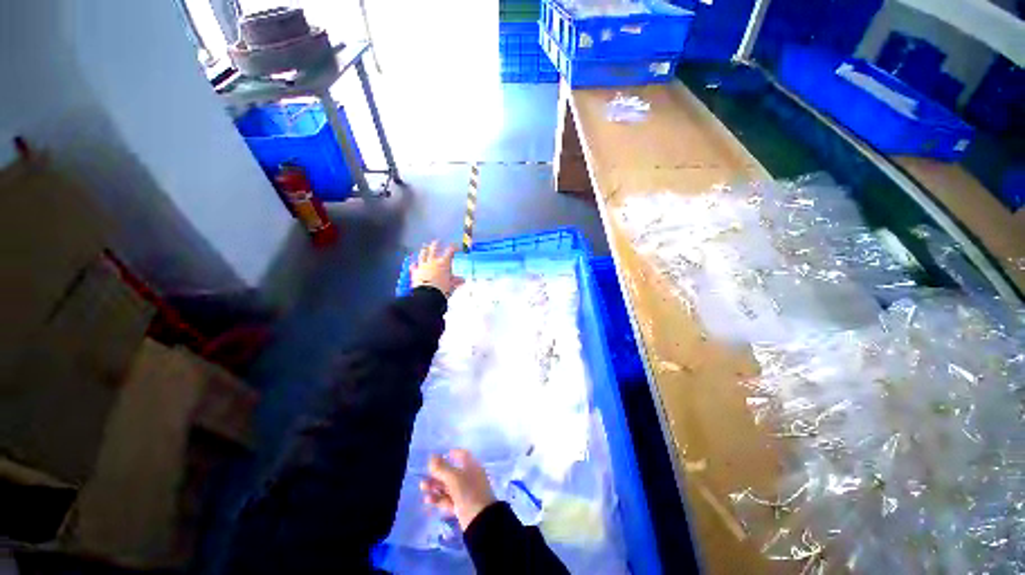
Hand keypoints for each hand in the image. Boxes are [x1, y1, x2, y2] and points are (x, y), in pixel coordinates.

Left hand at [411, 241, 464, 297]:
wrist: (427, 295)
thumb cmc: (442, 289)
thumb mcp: (451, 285)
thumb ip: (456, 281)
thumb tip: (462, 280)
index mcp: (443, 263)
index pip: (450, 251)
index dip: (454, 247)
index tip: (456, 247)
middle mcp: (433, 261)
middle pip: (434, 248)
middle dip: (436, 244)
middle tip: (438, 241)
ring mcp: (423, 265)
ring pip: (423, 254)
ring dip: (424, 250)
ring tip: (425, 246)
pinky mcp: (415, 272)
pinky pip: (414, 266)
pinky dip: (415, 264)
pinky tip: (414, 263)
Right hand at [420, 449, 496, 530]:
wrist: (481, 522)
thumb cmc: (469, 493)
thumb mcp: (454, 479)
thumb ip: (442, 468)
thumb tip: (432, 456)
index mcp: (472, 467)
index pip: (463, 455)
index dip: (452, 454)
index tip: (438, 457)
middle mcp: (470, 478)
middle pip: (452, 473)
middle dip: (438, 474)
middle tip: (424, 476)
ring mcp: (466, 493)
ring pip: (449, 487)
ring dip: (435, 487)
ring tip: (422, 488)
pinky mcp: (462, 508)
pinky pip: (448, 500)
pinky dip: (438, 499)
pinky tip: (427, 500)